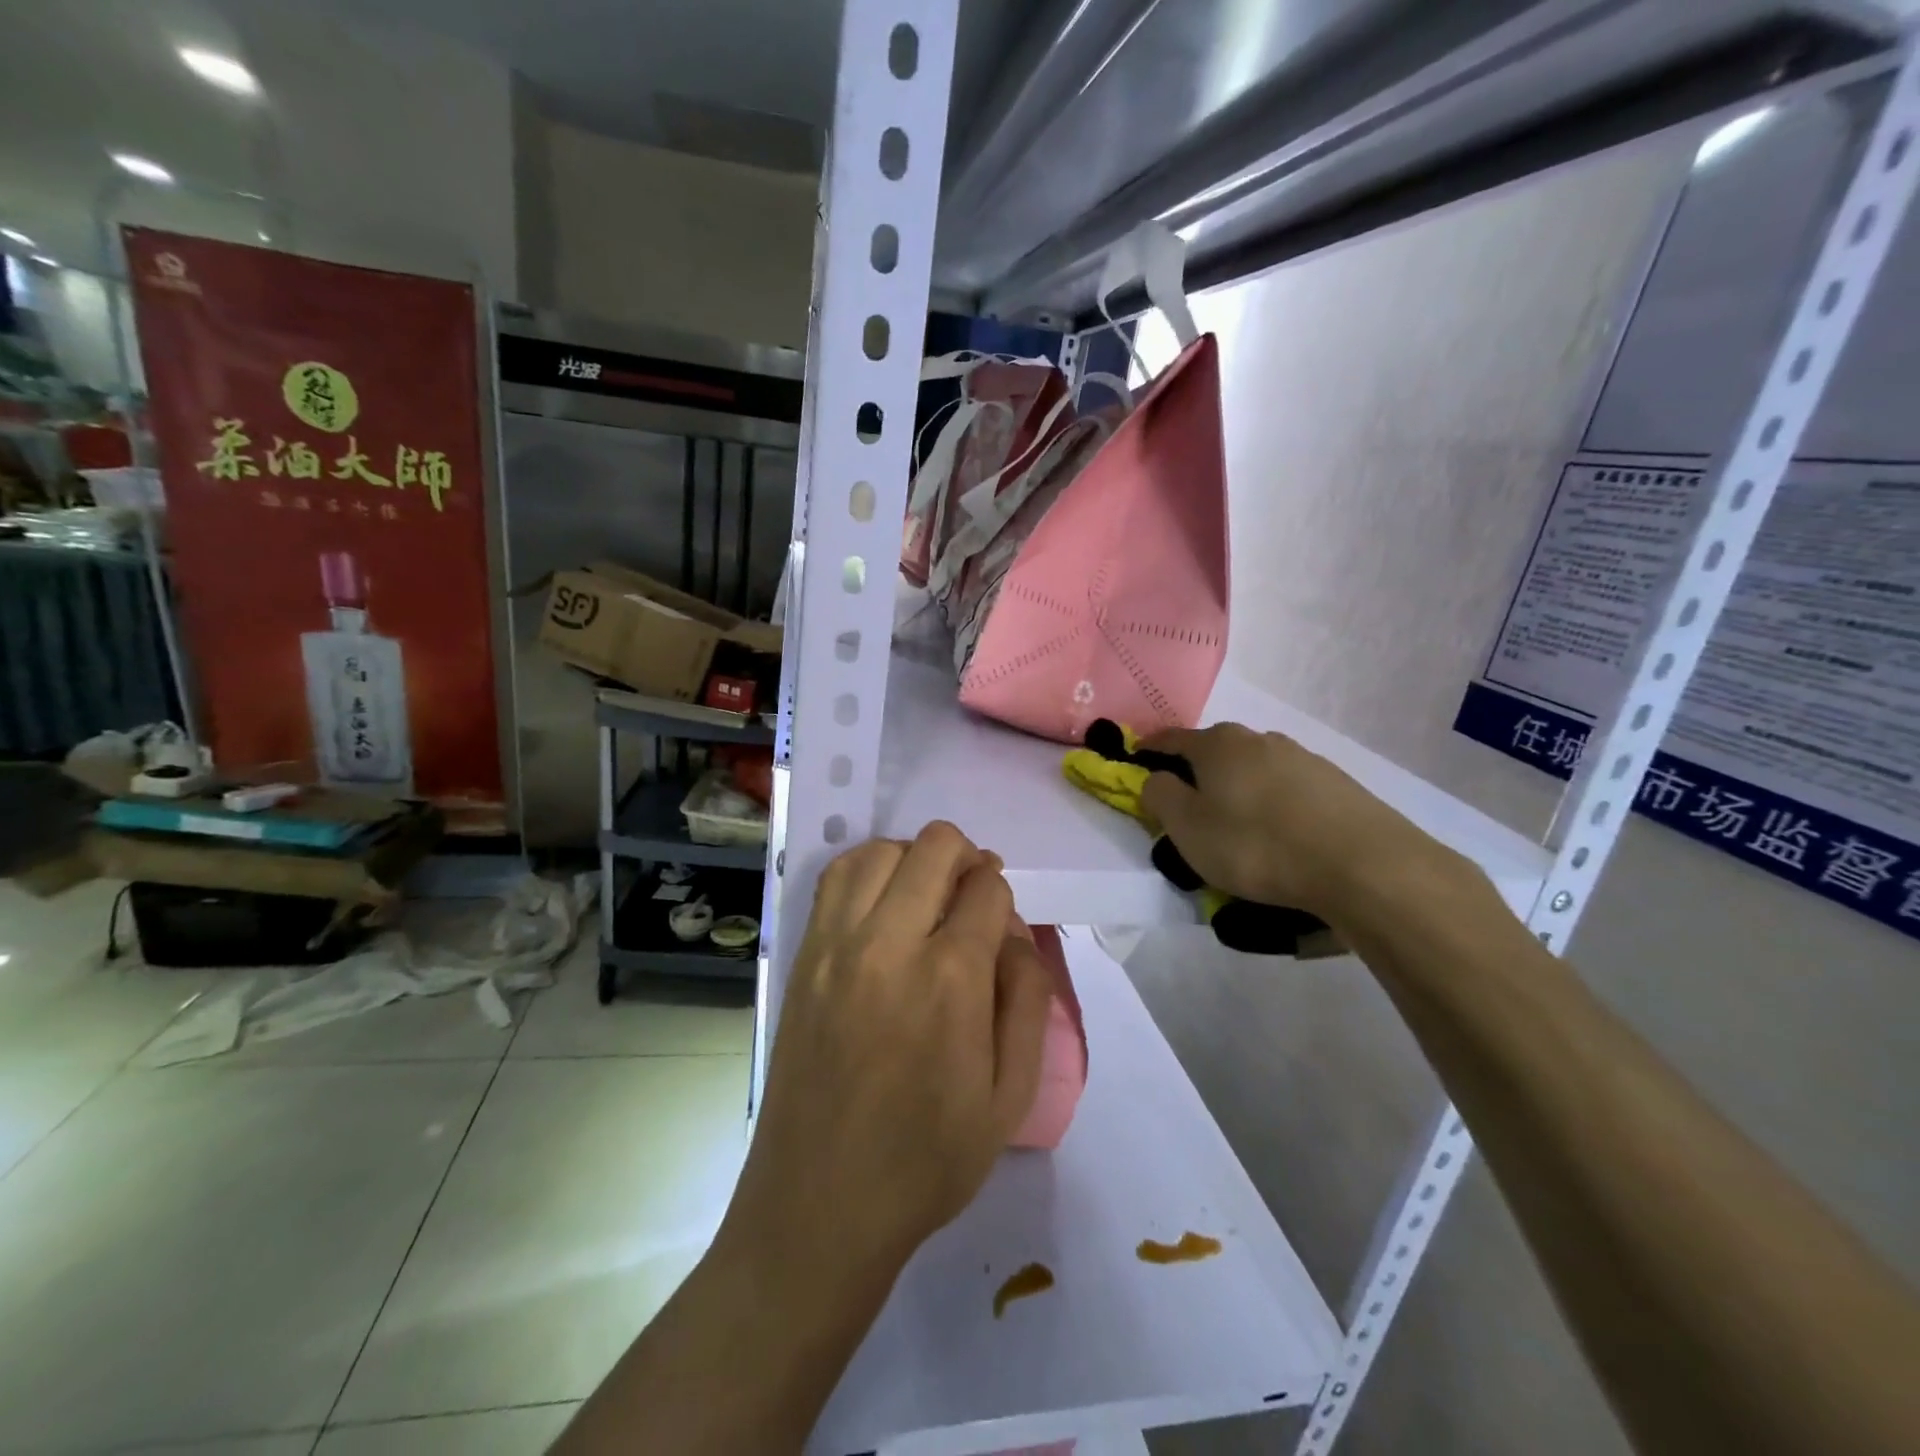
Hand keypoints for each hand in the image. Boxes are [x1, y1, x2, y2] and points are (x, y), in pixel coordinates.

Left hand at [719, 822, 1052, 1298]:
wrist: (820, 1206)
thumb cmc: (927, 1160)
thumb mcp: (1011, 1096)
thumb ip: (1027, 1000)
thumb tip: (1016, 935)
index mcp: (951, 979)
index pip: (986, 888)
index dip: (1003, 895)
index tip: (1001, 925)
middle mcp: (890, 944)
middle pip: (935, 848)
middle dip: (967, 858)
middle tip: (972, 897)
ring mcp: (836, 945)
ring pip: (881, 850)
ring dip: (915, 858)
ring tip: (926, 894)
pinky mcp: (804, 956)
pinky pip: (835, 878)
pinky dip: (867, 869)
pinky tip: (881, 901)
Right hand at [1139, 722, 1458, 920]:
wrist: (1362, 865)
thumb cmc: (1256, 844)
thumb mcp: (1188, 828)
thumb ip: (1161, 797)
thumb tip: (1156, 778)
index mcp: (1218, 744)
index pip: (1171, 738)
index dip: (1149, 749)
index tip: (1136, 758)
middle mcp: (1259, 739)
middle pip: (1216, 750)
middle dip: (1198, 771)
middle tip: (1189, 804)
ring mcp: (1302, 758)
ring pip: (1255, 768)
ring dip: (1239, 787)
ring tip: (1238, 824)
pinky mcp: (1336, 783)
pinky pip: (1288, 788)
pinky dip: (1273, 803)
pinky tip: (1280, 832)